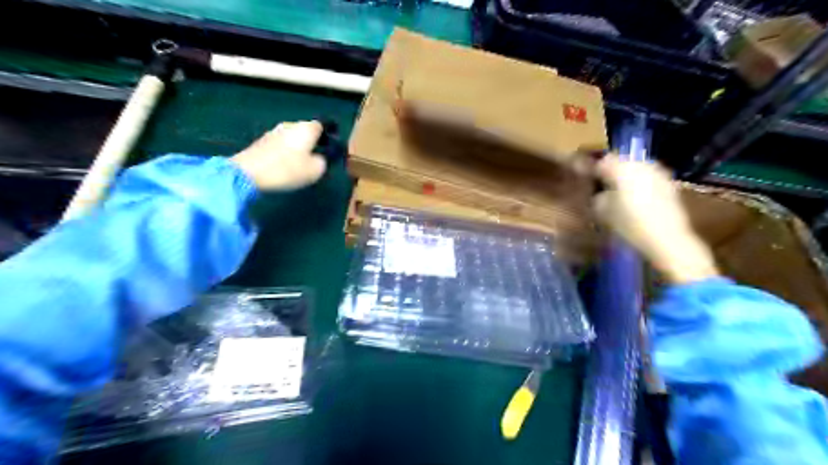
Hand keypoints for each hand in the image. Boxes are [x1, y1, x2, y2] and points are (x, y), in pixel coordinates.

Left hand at [230, 121, 328, 189]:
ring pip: (292, 138)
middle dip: (312, 143)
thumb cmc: (287, 169)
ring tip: (301, 165)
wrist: (248, 173)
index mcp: (306, 128)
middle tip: (317, 159)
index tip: (330, 149)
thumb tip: (320, 158)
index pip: (323, 126)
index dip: (328, 136)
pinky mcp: (262, 141)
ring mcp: (274, 131)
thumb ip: (323, 161)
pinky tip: (285, 166)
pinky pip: (280, 144)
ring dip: (298, 148)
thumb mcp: (315, 170)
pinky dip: (285, 152)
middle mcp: (291, 125)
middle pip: (306, 131)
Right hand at [592, 154, 722, 283]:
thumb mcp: (602, 211)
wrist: (666, 238)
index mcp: (622, 168)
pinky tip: (636, 199)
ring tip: (619, 192)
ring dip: (627, 177)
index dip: (593, 168)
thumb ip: (597, 196)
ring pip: (636, 169)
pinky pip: (648, 178)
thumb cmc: (629, 223)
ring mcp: (658, 172)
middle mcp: (641, 164)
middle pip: (621, 162)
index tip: (586, 177)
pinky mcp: (669, 184)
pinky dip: (640, 184)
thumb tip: (598, 192)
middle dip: (611, 171)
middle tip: (602, 185)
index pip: (602, 161)